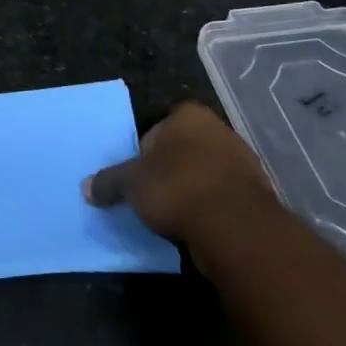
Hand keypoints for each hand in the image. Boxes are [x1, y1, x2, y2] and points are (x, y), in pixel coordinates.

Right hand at [84, 101, 272, 248]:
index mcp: (189, 115)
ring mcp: (244, 163)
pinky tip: (198, 229)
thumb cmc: (177, 188)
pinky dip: (211, 211)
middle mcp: (220, 130)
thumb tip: (87, 188)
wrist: (236, 229)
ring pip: (205, 176)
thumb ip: (109, 182)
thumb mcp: (131, 184)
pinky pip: (223, 200)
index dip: (144, 155)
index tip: (139, 178)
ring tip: (174, 218)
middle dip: (169, 172)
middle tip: (153, 197)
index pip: (157, 129)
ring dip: (191, 193)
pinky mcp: (258, 196)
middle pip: (183, 151)